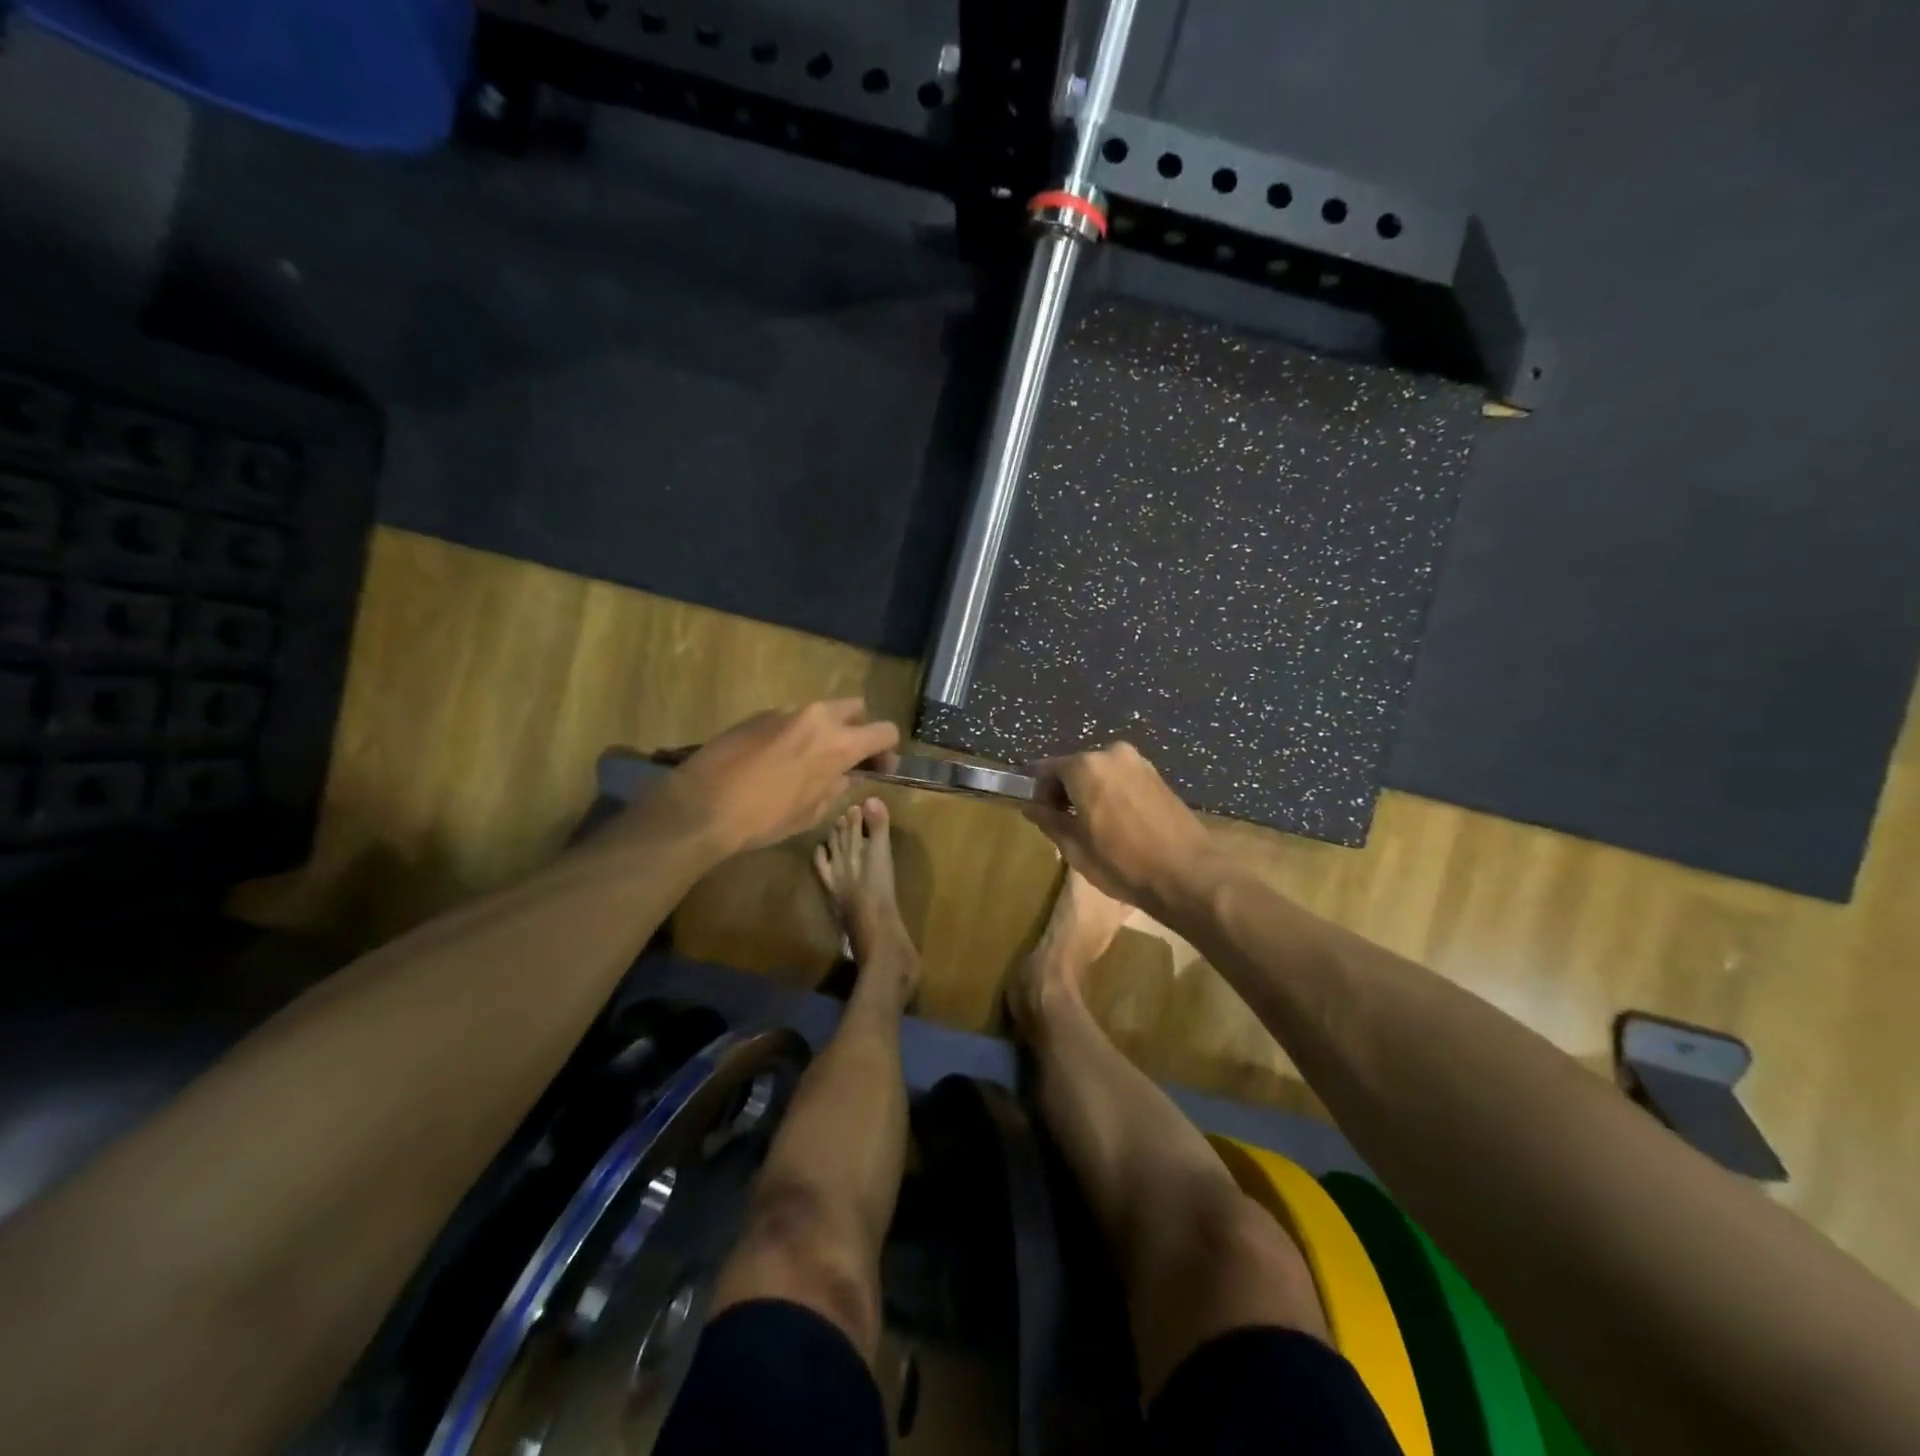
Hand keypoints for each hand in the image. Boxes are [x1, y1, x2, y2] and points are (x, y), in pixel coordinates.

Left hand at [651, 700, 900, 854]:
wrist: (701, 806)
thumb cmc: (764, 818)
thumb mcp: (811, 813)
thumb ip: (837, 787)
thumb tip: (846, 776)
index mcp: (838, 743)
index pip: (884, 731)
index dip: (887, 749)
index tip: (877, 766)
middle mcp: (816, 717)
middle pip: (855, 708)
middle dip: (857, 729)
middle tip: (845, 757)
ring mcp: (784, 711)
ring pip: (819, 712)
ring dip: (822, 731)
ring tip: (804, 761)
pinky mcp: (757, 714)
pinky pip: (789, 719)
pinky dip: (792, 734)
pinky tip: (773, 760)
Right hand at [1025, 742, 1216, 911]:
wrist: (1187, 873)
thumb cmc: (1122, 862)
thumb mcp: (1074, 846)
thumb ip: (1048, 820)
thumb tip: (1030, 806)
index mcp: (1085, 766)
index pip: (1046, 770)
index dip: (1038, 792)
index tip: (1041, 816)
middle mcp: (1111, 754)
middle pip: (1075, 768)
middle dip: (1066, 791)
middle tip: (1066, 825)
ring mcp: (1139, 762)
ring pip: (1100, 773)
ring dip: (1090, 793)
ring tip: (1094, 828)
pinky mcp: (1158, 776)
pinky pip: (1122, 779)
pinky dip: (1112, 794)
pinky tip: (1118, 824)